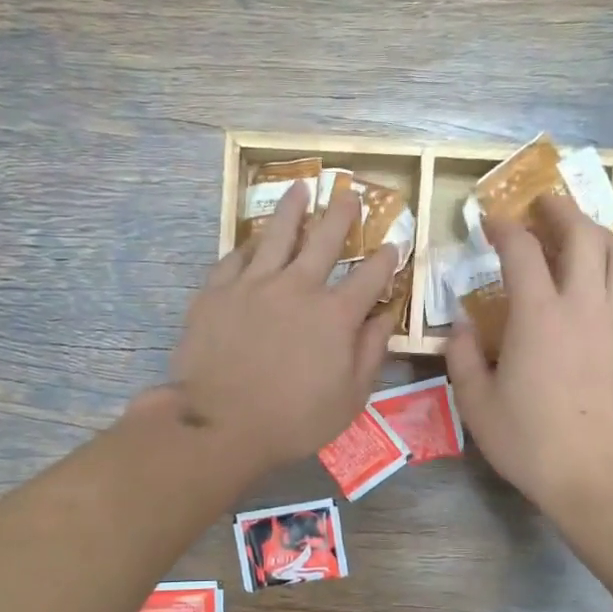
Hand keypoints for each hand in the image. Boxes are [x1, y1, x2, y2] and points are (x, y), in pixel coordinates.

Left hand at [157, 181, 397, 479]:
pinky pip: (235, 256)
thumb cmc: (293, 420)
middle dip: (342, 214)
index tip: (394, 244)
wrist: (220, 423)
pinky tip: (252, 238)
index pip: (370, 276)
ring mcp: (254, 284)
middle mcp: (298, 287)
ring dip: (293, 209)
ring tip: (301, 188)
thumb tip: (387, 317)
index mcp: (336, 314)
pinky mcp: (217, 291)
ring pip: (277, 234)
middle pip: (325, 239)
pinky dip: (248, 245)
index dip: (386, 259)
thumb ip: (371, 352)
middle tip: (349, 193)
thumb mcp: (349, 397)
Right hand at [446, 193, 612, 522]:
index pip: (521, 251)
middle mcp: (583, 306)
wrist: (599, 477)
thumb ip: (463, 358)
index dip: (504, 228)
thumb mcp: (477, 405)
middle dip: (561, 210)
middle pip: (583, 236)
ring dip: (600, 234)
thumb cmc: (530, 442)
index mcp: (538, 315)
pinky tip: (610, 289)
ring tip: (582, 233)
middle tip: (544, 203)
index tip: (490, 219)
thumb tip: (460, 328)